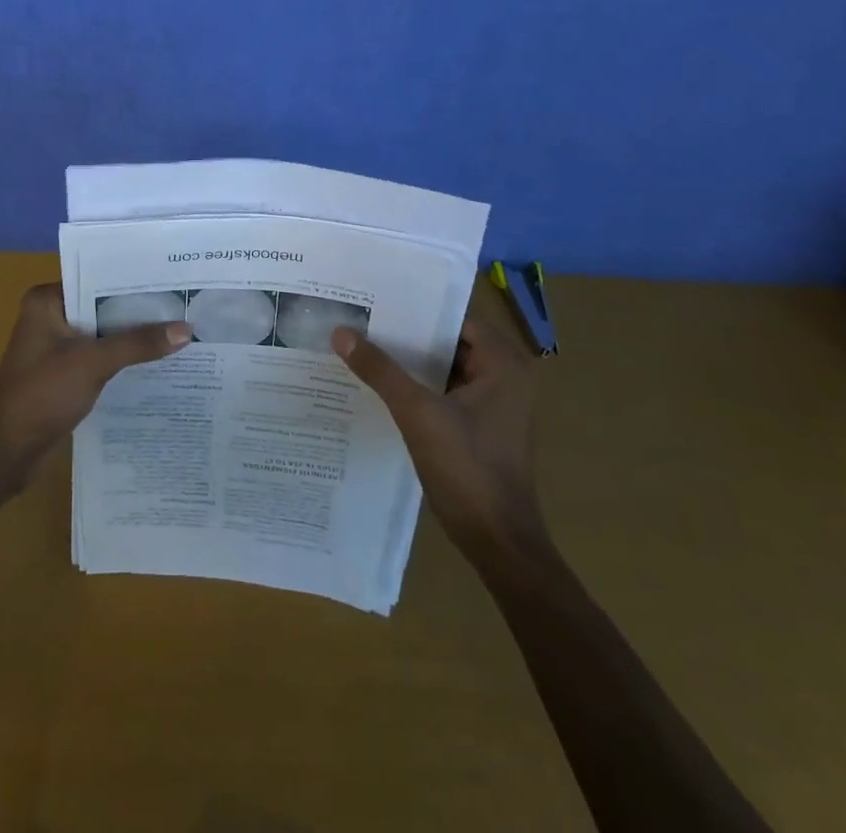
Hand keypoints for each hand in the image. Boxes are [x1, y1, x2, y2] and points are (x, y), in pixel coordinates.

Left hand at [0, 284, 192, 484]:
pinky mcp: (64, 372)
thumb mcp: (93, 362)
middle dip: (139, 312)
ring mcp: (56, 346)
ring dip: (133, 338)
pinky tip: (157, 362)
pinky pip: (100, 356)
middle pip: (103, 307)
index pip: (97, 280)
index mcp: (47, 301)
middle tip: (185, 307)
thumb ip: (138, 343)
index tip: (173, 282)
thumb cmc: (42, 393)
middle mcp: (50, 316)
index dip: (134, 283)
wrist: (7, 451)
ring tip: (180, 331)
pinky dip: (123, 359)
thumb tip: (186, 330)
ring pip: (104, 334)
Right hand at [332, 313, 546, 559]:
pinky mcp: (479, 428)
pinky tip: (377, 385)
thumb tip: (341, 332)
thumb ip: (381, 370)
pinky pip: (443, 393)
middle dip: (405, 334)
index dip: (415, 308)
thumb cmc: (468, 469)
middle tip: (360, 319)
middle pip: (447, 342)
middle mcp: (504, 378)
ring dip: (408, 363)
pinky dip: (415, 388)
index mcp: (504, 365)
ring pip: (443, 369)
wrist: (498, 544)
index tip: (375, 300)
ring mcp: (493, 405)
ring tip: (361, 345)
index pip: (454, 319)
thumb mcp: (419, 414)